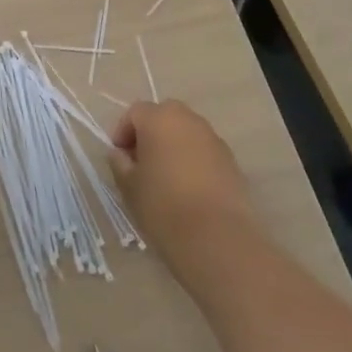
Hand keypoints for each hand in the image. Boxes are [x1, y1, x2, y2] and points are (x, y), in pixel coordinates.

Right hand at [109, 99, 255, 271]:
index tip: (119, 157)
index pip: (135, 113)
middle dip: (150, 133)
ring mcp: (214, 139)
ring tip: (165, 177)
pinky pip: (204, 151)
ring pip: (186, 132)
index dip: (122, 132)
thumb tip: (120, 154)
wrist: (218, 238)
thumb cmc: (163, 205)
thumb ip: (120, 163)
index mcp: (159, 119)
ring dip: (173, 146)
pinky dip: (193, 160)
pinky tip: (188, 189)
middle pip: (164, 116)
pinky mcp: (231, 161)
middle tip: (141, 162)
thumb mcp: (128, 186)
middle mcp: (188, 120)